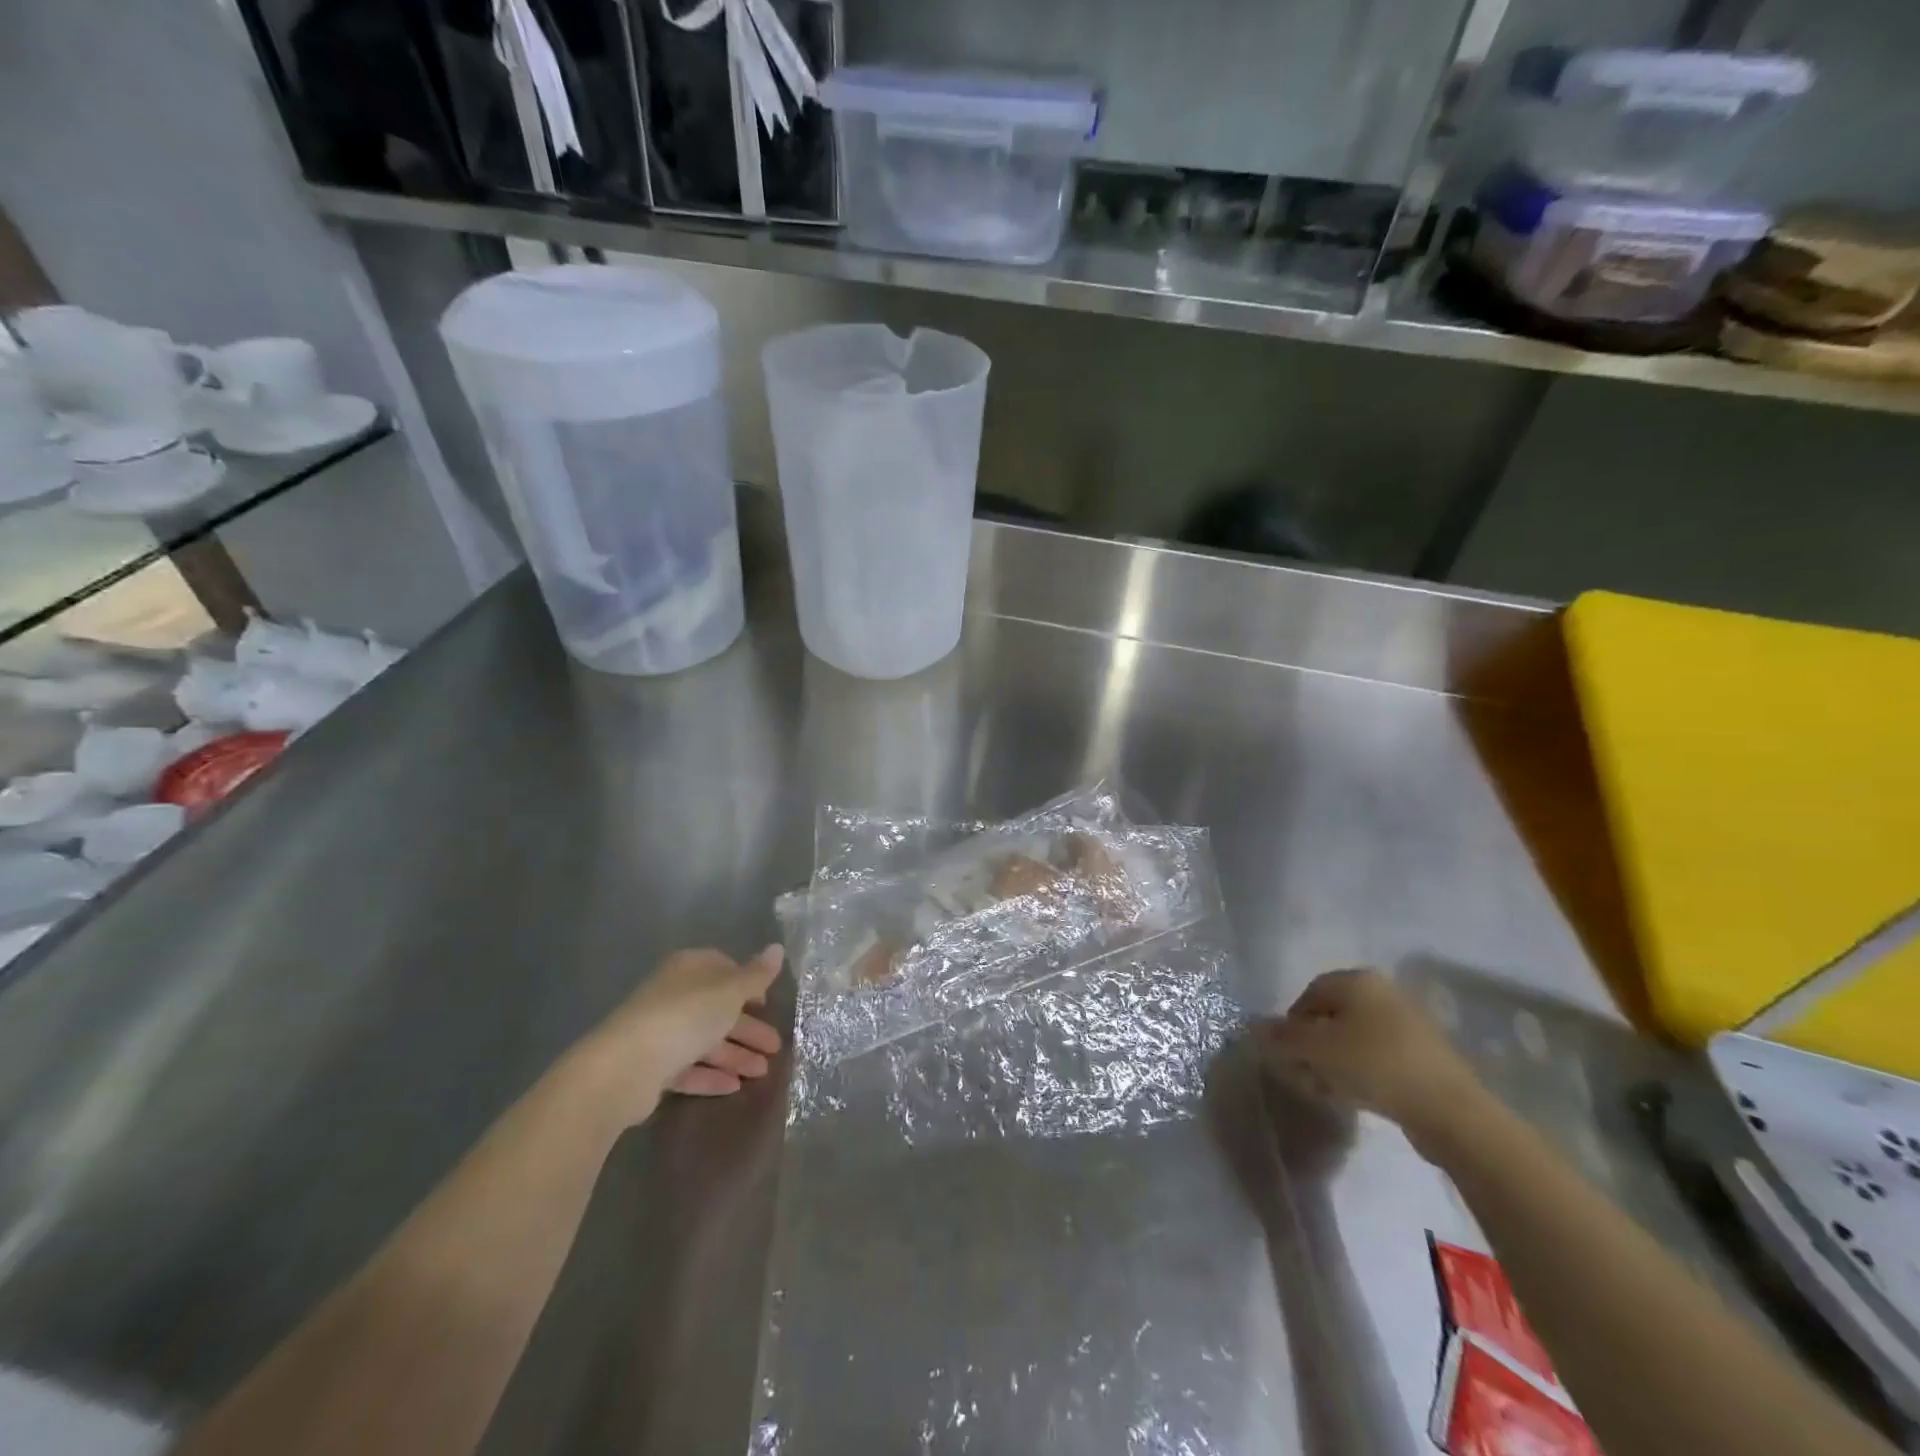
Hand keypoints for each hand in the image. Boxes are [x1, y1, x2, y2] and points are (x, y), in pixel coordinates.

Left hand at [581, 945, 785, 1119]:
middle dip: (748, 1028)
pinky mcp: (651, 1066)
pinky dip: (711, 1076)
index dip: (748, 985)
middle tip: (775, 1048)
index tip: (768, 1004)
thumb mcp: (729, 991)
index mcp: (690, 969)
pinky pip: (689, 1067)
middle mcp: (674, 995)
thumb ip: (756, 975)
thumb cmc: (685, 1017)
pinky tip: (734, 1087)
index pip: (724, 968)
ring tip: (762, 1073)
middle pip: (718, 1009)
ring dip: (735, 1055)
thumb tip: (778, 948)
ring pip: (705, 1040)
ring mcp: (661, 1031)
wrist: (625, 1067)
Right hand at [1259, 968, 1484, 1154]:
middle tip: (1305, 1073)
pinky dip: (1362, 1071)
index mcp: (1359, 980)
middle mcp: (1384, 992)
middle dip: (1313, 1045)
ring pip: (1355, 1038)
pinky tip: (1356, 1095)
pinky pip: (1379, 1056)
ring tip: (1327, 1089)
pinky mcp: (1425, 1055)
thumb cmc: (1374, 1065)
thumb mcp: (1317, 1050)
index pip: (1310, 993)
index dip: (1292, 1023)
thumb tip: (1254, 1026)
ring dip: (1335, 1061)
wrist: (1450, 1110)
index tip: (1287, 1052)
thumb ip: (1283, 1037)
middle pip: (1333, 1015)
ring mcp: (1409, 1023)